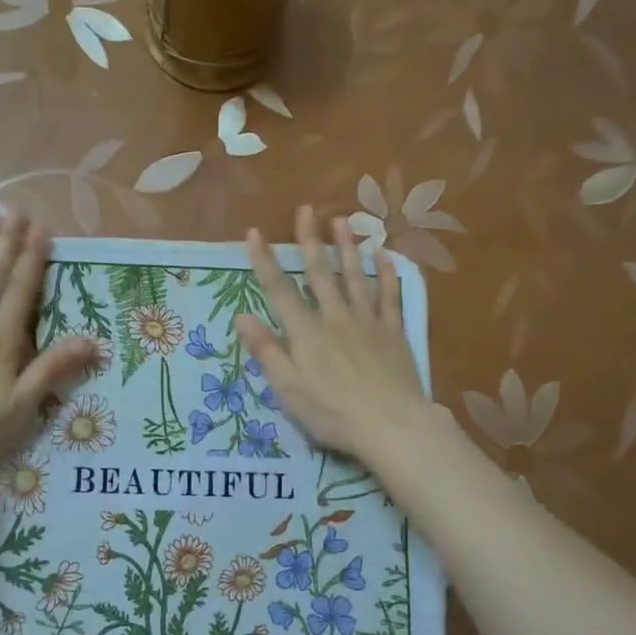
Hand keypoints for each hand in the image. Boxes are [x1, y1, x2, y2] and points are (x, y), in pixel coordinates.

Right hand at [234, 205, 431, 465]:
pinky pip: (390, 296)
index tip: (254, 232)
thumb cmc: (332, 413)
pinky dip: (388, 274)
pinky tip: (385, 255)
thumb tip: (242, 317)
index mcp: (305, 332)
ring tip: (342, 220)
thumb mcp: (288, 389)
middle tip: (306, 209)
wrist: (390, 425)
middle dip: (309, 239)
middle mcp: (334, 317)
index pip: (279, 290)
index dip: (264, 261)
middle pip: (319, 273)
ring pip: (355, 276)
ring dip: (347, 247)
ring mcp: (367, 321)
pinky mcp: (393, 332)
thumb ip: (267, 351)